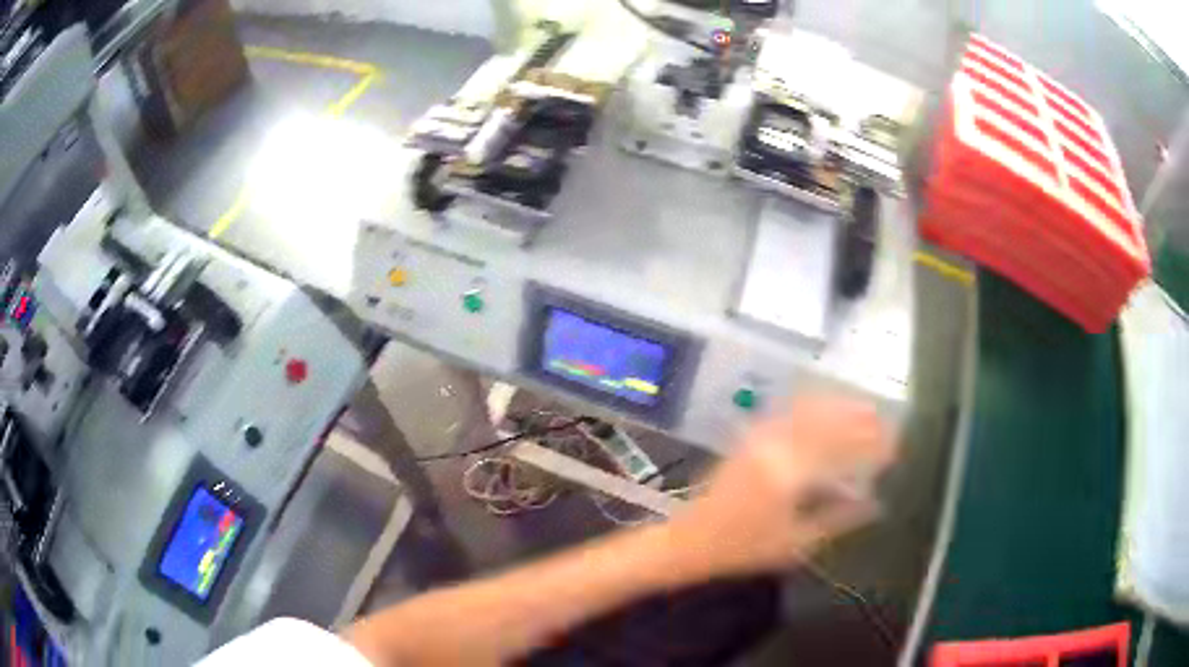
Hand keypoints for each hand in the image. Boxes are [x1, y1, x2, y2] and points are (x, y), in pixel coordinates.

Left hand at [669, 395, 895, 576]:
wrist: (691, 539)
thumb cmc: (744, 548)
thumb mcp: (797, 542)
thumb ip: (838, 519)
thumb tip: (874, 504)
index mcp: (790, 474)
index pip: (842, 449)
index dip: (872, 443)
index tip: (895, 444)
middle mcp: (776, 446)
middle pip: (827, 421)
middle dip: (861, 417)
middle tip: (886, 420)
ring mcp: (760, 437)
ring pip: (807, 409)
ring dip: (839, 406)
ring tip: (865, 408)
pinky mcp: (749, 437)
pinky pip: (787, 411)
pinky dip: (813, 406)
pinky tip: (826, 408)